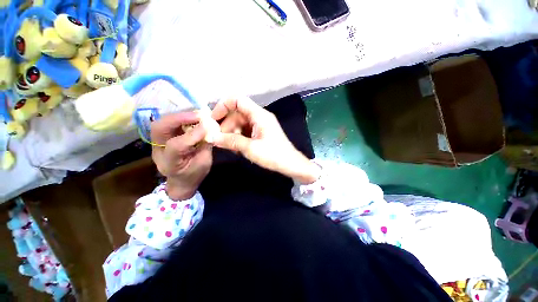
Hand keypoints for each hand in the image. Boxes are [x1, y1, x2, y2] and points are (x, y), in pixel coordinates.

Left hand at [151, 112, 211, 199]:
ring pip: (161, 123)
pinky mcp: (161, 139)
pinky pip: (167, 124)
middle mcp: (158, 152)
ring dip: (179, 116)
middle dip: (178, 118)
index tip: (207, 126)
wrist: (181, 181)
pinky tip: (191, 119)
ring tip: (195, 116)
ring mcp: (157, 144)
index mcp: (170, 164)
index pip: (176, 145)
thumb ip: (206, 145)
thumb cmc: (194, 175)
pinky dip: (180, 119)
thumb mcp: (204, 163)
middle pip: (159, 128)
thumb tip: (209, 128)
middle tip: (197, 115)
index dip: (192, 134)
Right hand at [212, 97, 320, 183]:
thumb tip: (212, 137)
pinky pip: (246, 130)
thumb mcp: (251, 148)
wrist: (290, 164)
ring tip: (229, 147)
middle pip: (237, 113)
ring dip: (232, 133)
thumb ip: (231, 141)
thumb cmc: (273, 155)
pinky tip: (236, 148)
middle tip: (219, 139)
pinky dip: (239, 137)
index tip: (213, 120)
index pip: (237, 100)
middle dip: (226, 125)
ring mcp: (261, 125)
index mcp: (259, 115)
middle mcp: (259, 116)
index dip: (223, 106)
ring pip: (240, 123)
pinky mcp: (261, 133)